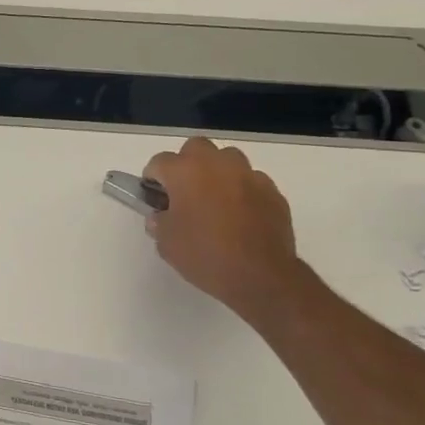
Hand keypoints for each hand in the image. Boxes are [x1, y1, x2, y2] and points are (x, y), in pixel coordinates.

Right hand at [143, 138, 304, 325]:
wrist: (260, 276)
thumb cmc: (204, 255)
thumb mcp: (166, 243)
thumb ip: (159, 222)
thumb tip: (162, 215)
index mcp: (185, 172)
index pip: (159, 162)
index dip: (152, 178)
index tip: (153, 197)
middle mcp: (217, 164)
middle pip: (195, 148)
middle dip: (186, 164)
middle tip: (183, 192)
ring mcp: (249, 175)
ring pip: (228, 159)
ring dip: (217, 173)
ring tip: (214, 200)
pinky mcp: (272, 191)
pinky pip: (250, 181)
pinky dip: (241, 191)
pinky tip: (239, 216)